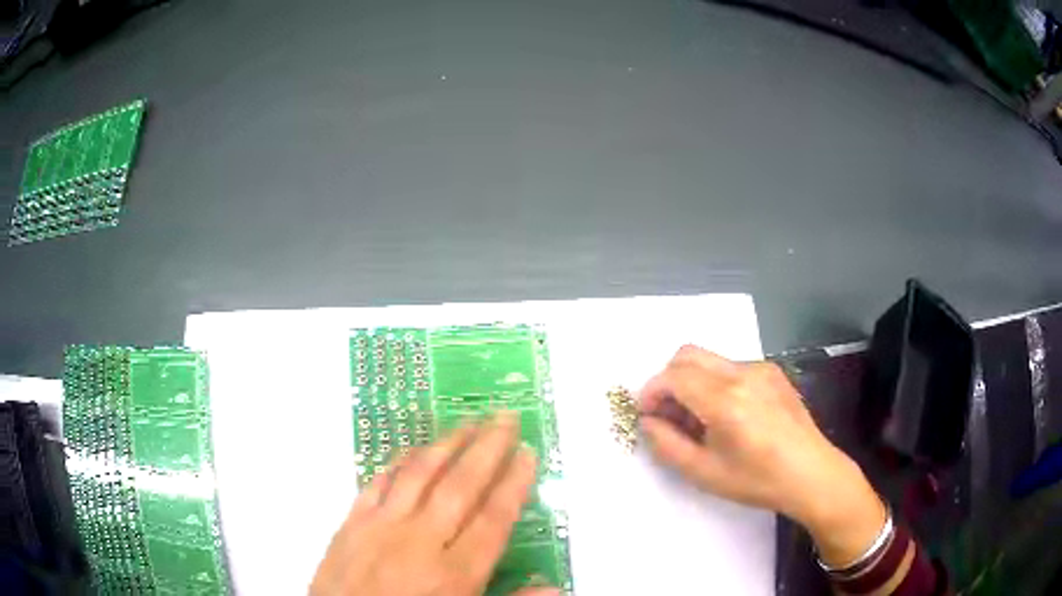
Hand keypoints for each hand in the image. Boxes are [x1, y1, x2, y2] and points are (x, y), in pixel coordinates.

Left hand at [310, 412, 557, 595]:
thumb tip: (555, 588)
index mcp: (454, 574)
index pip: (493, 518)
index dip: (513, 482)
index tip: (527, 452)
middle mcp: (419, 543)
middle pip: (459, 487)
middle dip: (487, 448)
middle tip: (505, 417)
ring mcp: (380, 529)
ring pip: (418, 475)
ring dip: (446, 444)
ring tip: (468, 421)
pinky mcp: (350, 525)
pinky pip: (376, 484)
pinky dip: (398, 463)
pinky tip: (413, 450)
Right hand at [638, 346, 885, 567]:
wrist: (811, 473)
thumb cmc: (757, 480)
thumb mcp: (704, 473)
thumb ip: (667, 444)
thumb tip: (648, 421)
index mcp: (725, 400)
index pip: (674, 377)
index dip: (651, 391)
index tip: (647, 414)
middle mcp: (742, 373)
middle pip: (688, 355)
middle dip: (668, 379)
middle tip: (667, 413)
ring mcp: (761, 368)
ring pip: (710, 359)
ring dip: (692, 381)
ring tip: (699, 419)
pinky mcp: (773, 371)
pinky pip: (731, 367)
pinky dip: (715, 382)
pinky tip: (726, 414)